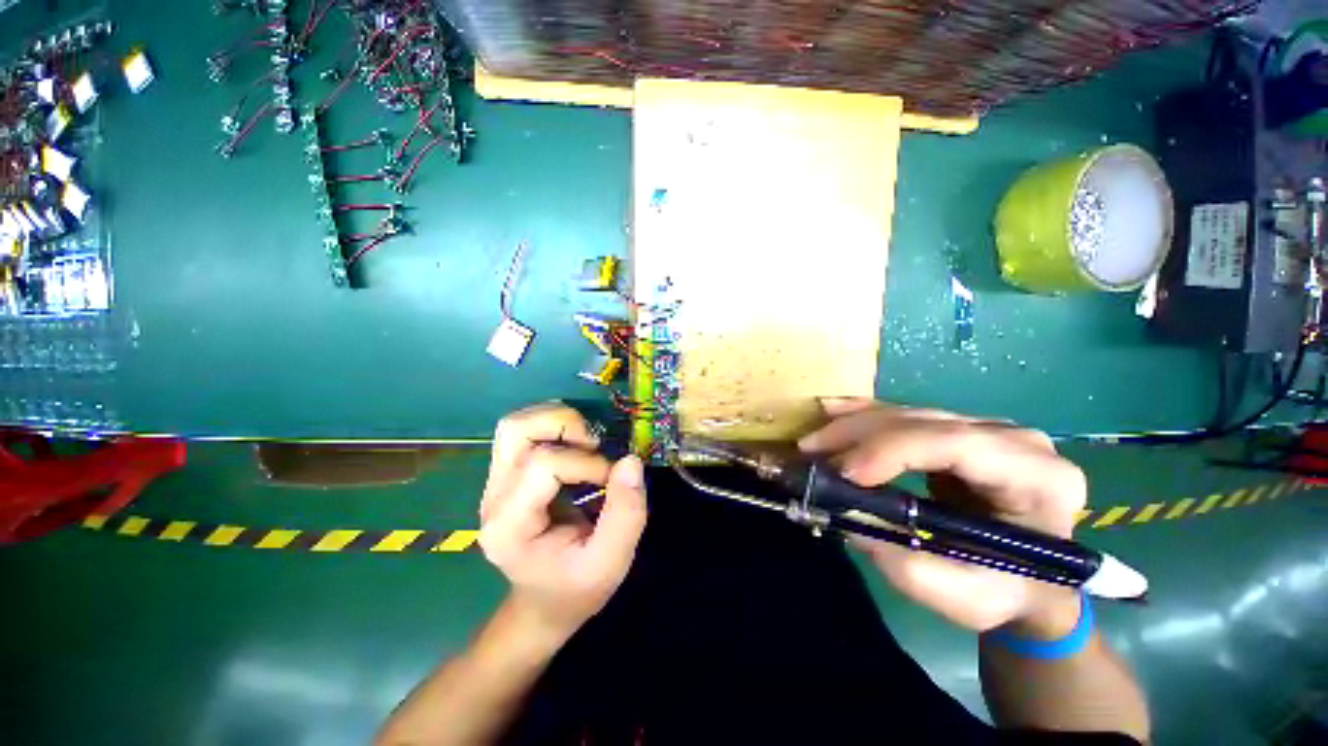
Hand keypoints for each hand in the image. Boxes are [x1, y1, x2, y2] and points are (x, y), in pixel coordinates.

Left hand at [478, 403, 648, 641]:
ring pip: (516, 425)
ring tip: (586, 443)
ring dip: (558, 421)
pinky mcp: (508, 475)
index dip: (587, 464)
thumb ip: (626, 514)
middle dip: (565, 426)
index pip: (544, 465)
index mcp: (510, 527)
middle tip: (594, 447)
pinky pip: (524, 432)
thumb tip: (631, 460)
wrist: (545, 602)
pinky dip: (555, 427)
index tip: (611, 482)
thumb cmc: (576, 588)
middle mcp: (493, 498)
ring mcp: (496, 483)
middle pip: (516, 431)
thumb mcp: (611, 562)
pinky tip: (576, 446)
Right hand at [798, 399, 1086, 636]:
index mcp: (1038, 478)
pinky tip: (832, 410)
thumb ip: (906, 565)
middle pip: (924, 421)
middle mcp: (1014, 440)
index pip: (957, 444)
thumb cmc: (1008, 593)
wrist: (1031, 581)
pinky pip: (904, 414)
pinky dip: (863, 414)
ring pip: (908, 413)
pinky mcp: (957, 430)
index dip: (892, 450)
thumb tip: (847, 517)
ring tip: (812, 441)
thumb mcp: (963, 597)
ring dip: (853, 424)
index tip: (844, 473)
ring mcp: (985, 429)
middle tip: (811, 452)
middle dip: (860, 435)